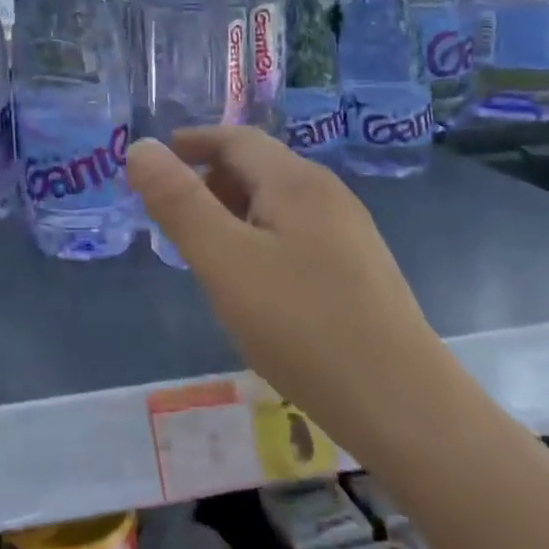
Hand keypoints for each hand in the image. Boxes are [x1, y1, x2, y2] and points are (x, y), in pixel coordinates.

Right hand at [126, 128, 450, 457]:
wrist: (407, 410)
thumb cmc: (304, 326)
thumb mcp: (224, 261)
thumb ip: (179, 202)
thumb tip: (141, 147)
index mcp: (295, 181)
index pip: (235, 138)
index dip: (192, 142)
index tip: (156, 160)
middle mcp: (327, 194)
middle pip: (257, 167)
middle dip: (208, 179)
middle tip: (170, 213)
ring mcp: (348, 233)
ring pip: (276, 202)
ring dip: (232, 211)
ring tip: (203, 249)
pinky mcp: (358, 270)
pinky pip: (294, 233)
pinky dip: (258, 238)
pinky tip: (251, 282)